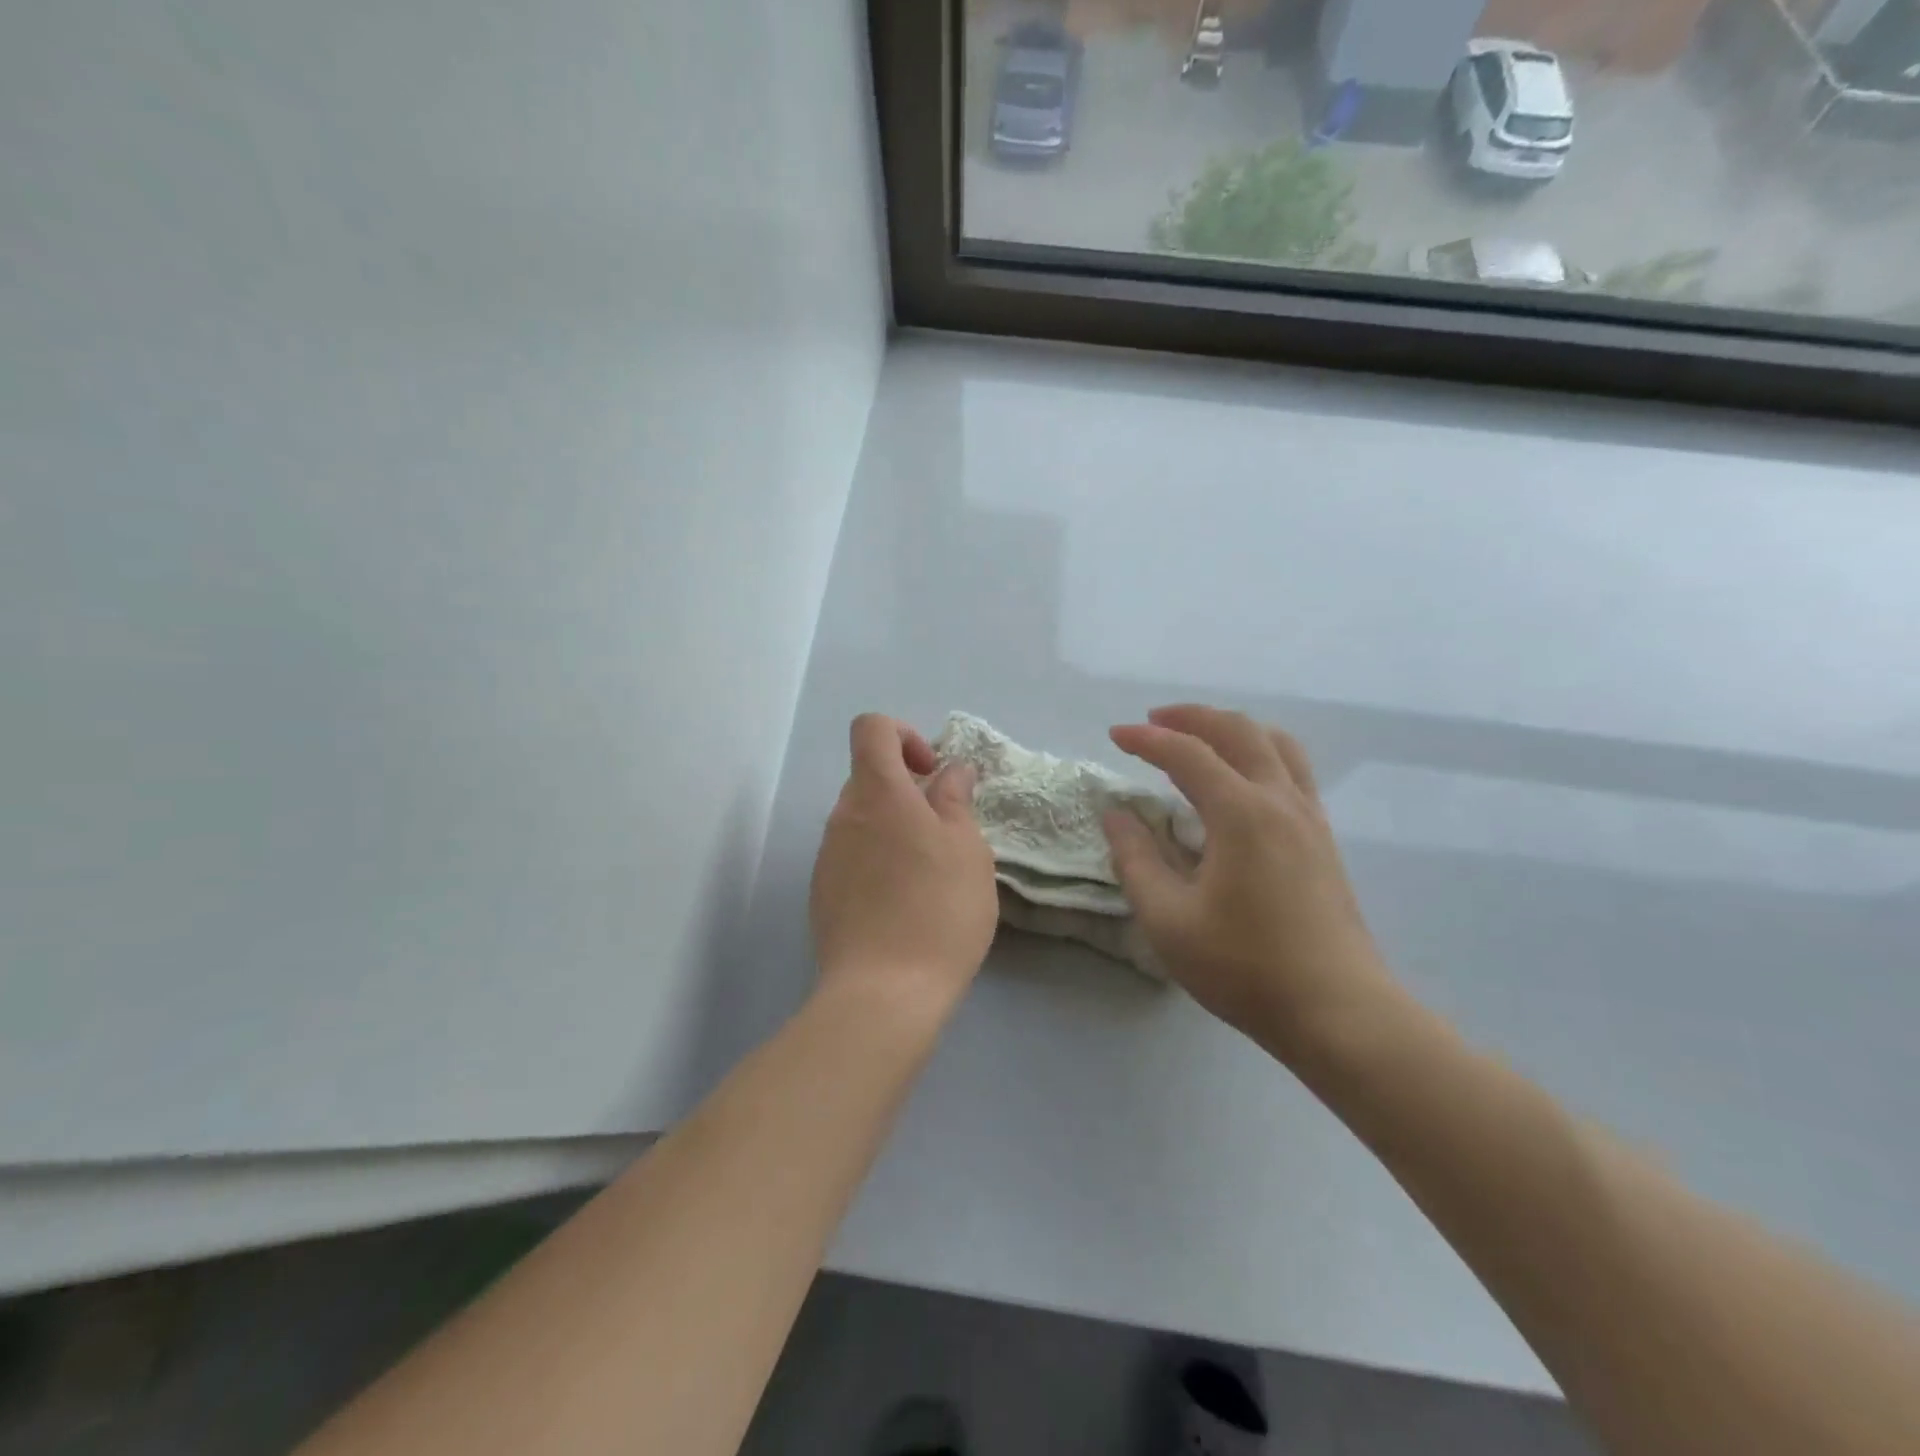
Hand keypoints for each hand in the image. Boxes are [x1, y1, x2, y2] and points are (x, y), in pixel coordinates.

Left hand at [810, 714, 998, 1025]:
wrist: (883, 993)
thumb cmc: (938, 910)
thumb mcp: (967, 849)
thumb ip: (956, 799)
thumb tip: (951, 770)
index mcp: (878, 793)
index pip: (871, 728)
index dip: (904, 735)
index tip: (932, 773)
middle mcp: (843, 816)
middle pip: (869, 777)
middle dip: (908, 790)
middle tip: (946, 831)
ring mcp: (828, 856)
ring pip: (863, 820)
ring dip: (895, 829)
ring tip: (930, 874)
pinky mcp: (823, 893)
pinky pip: (853, 857)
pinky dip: (879, 861)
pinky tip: (904, 904)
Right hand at [1102, 705, 1394, 1059]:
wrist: (1337, 1011)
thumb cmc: (1244, 967)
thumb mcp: (1168, 919)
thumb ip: (1135, 859)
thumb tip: (1116, 815)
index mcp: (1241, 813)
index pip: (1187, 754)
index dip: (1147, 739)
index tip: (1114, 736)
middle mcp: (1280, 800)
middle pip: (1238, 731)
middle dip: (1191, 717)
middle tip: (1153, 722)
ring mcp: (1310, 817)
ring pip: (1275, 743)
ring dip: (1231, 728)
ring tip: (1199, 737)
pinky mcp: (1323, 838)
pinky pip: (1292, 769)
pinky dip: (1259, 752)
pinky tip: (1240, 779)